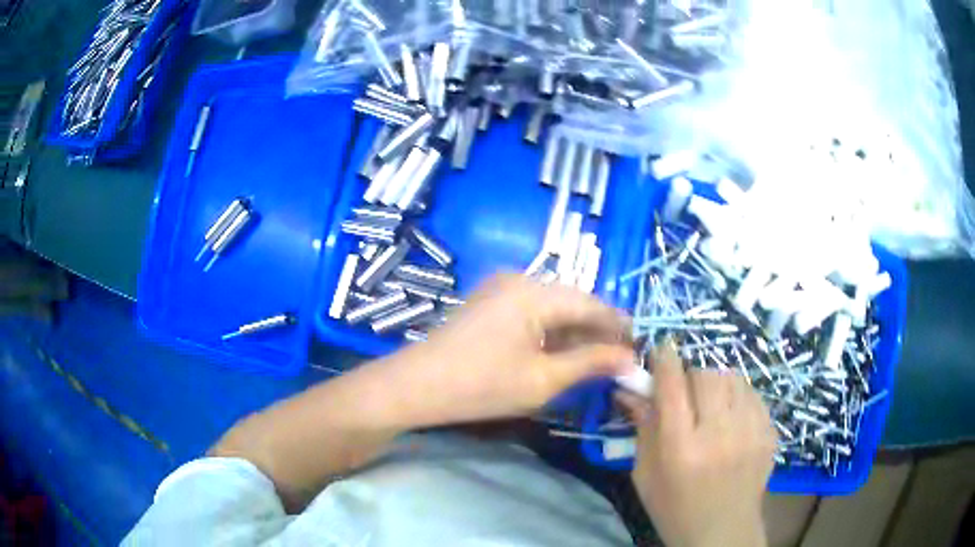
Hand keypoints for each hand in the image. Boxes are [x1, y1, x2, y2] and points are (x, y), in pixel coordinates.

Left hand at [385, 274, 633, 424]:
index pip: (591, 303)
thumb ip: (590, 363)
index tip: (639, 345)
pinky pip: (532, 311)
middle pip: (572, 301)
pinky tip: (563, 352)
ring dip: (575, 331)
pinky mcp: (490, 302)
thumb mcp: (543, 380)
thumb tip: (630, 359)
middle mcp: (520, 279)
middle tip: (620, 357)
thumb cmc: (481, 386)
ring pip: (553, 307)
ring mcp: (501, 288)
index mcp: (534, 292)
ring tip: (597, 358)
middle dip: (597, 329)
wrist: (417, 386)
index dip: (618, 324)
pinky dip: (551, 331)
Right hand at [617, 343, 775, 546]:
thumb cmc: (674, 508)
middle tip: (686, 392)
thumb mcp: (645, 475)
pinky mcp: (769, 433)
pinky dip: (738, 397)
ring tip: (711, 404)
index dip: (666, 360)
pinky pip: (753, 394)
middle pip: (706, 375)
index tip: (663, 348)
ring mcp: (750, 432)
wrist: (722, 532)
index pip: (673, 386)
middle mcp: (718, 434)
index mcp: (681, 448)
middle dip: (692, 375)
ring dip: (716, 383)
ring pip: (733, 378)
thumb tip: (632, 390)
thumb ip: (642, 429)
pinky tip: (731, 417)